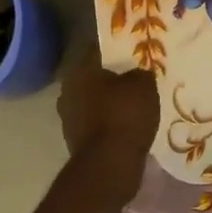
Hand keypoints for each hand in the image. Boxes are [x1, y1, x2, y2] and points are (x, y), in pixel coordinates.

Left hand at [57, 48, 158, 199]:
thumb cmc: (125, 115)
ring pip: (94, 102)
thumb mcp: (144, 85)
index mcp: (80, 71)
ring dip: (111, 103)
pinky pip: (97, 124)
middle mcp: (67, 91)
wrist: (110, 164)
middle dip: (113, 78)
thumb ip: (140, 73)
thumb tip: (137, 73)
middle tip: (137, 78)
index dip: (116, 49)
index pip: (97, 50)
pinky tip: (128, 126)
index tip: (133, 51)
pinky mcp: (76, 140)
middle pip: (94, 78)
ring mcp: (68, 118)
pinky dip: (110, 123)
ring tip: (135, 104)